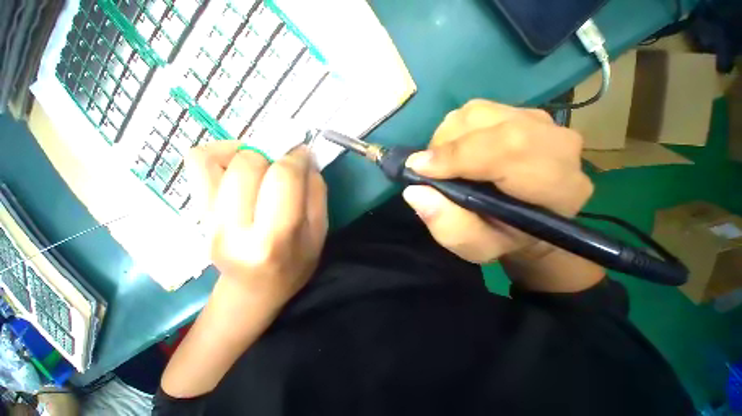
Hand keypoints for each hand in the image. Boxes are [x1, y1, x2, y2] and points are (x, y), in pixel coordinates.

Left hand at [187, 142, 327, 307]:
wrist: (255, 289)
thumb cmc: (295, 263)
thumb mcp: (320, 232)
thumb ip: (316, 193)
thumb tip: (305, 160)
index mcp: (275, 238)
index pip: (283, 178)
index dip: (296, 158)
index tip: (303, 155)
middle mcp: (234, 229)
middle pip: (248, 164)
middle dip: (273, 156)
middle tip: (285, 166)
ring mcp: (208, 221)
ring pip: (217, 158)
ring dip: (248, 153)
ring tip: (265, 167)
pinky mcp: (197, 214)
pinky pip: (197, 164)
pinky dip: (219, 152)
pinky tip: (238, 165)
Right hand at [402, 100, 601, 290]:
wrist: (522, 219)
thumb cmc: (500, 237)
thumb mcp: (474, 246)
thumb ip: (448, 226)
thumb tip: (414, 191)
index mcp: (557, 186)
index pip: (510, 149)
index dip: (457, 155)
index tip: (419, 168)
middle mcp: (557, 145)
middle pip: (489, 124)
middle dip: (446, 147)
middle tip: (429, 170)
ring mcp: (539, 123)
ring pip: (477, 113)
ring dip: (447, 139)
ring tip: (444, 165)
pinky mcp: (520, 113)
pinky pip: (476, 112)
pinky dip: (454, 132)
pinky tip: (455, 153)